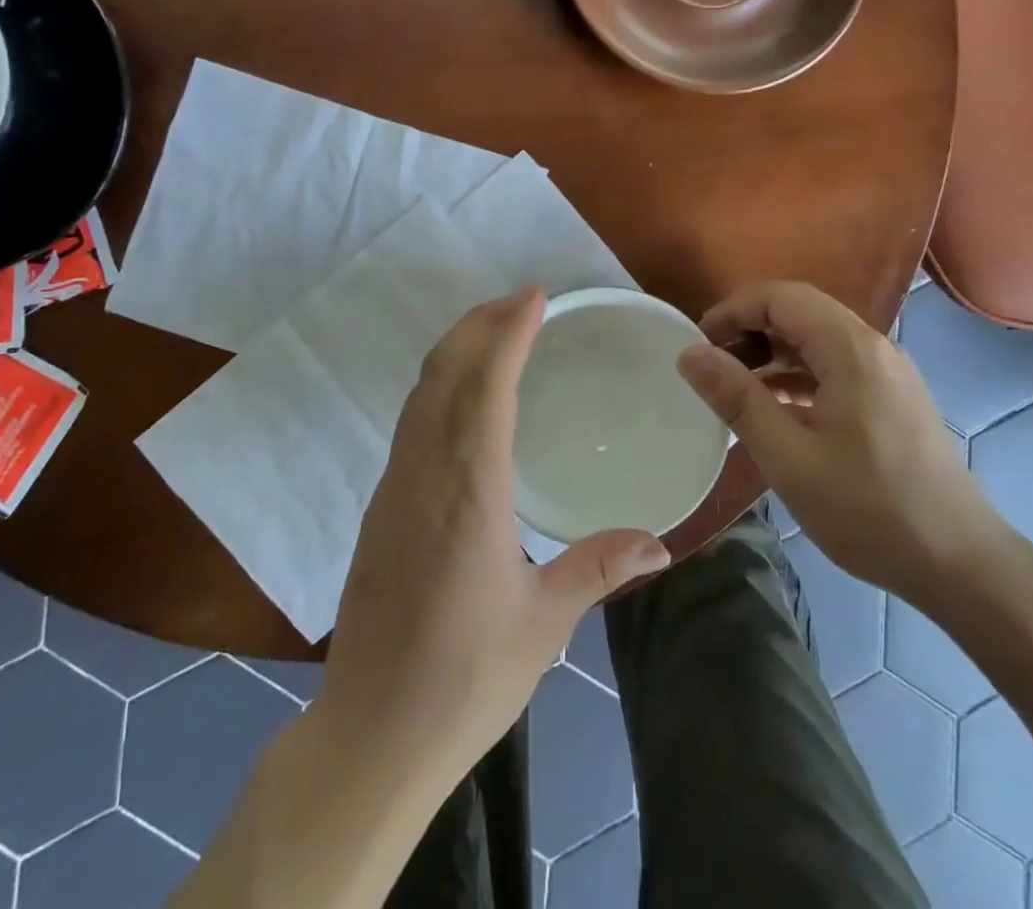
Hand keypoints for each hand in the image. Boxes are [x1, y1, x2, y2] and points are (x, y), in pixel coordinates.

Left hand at [318, 289, 670, 798]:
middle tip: (520, 302)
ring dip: (455, 351)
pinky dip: (438, 387)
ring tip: (494, 333)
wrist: (372, 733)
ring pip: (420, 394)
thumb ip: (599, 567)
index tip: (535, 299)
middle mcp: (425, 473)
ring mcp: (395, 487)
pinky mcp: (381, 507)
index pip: (485, 386)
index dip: (508, 333)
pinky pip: (411, 423)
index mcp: (469, 490)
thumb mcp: (545, 623)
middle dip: (479, 325)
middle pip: (444, 373)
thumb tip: (659, 542)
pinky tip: (462, 400)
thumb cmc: (466, 677)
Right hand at [676, 281, 1007, 607]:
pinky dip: (796, 375)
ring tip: (734, 388)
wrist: (961, 564)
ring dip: (771, 352)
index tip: (697, 345)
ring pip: (816, 338)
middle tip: (711, 366)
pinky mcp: (892, 397)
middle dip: (748, 329)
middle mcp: (873, 347)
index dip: (731, 311)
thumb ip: (736, 398)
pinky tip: (774, 410)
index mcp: (850, 349)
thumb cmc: (868, 509)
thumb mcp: (788, 456)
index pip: (780, 297)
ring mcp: (887, 372)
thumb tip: (689, 353)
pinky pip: (834, 365)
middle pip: (799, 311)